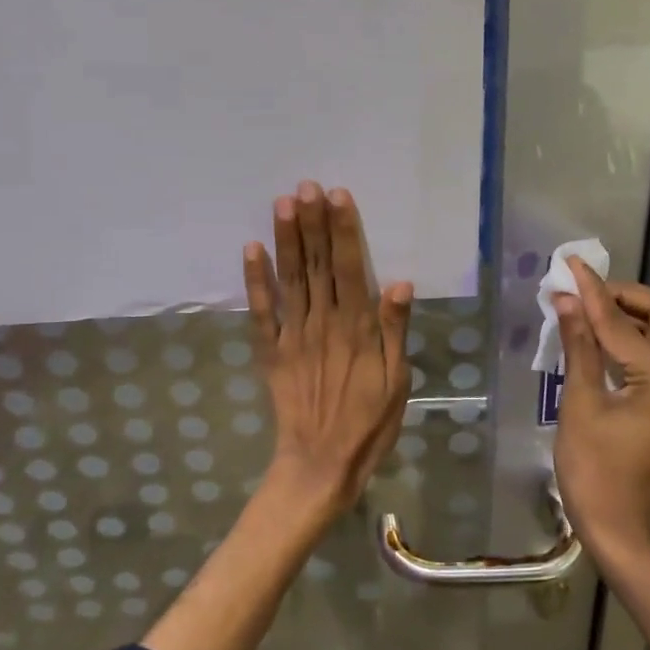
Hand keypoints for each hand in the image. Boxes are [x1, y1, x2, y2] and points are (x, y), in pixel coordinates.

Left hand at [243, 181, 413, 523]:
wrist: (321, 463)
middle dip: (312, 222)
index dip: (343, 229)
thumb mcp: (397, 381)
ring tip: (282, 203)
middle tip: (305, 185)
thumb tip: (398, 281)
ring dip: (286, 239)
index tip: (336, 195)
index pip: (349, 267)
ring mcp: (293, 334)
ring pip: (290, 278)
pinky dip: (255, 280)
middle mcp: (323, 321)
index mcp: (356, 327)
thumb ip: (395, 329)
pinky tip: (251, 249)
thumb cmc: (369, 423)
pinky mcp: (270, 351)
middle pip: (316, 263)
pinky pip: (261, 311)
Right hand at [552, 258, 649, 557]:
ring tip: (587, 309)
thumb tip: (565, 300)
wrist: (623, 532)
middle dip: (624, 295)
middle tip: (584, 291)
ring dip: (631, 314)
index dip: (592, 292)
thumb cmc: (594, 473)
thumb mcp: (580, 406)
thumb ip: (579, 347)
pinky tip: (603, 339)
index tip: (571, 265)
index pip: (623, 323)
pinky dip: (634, 338)